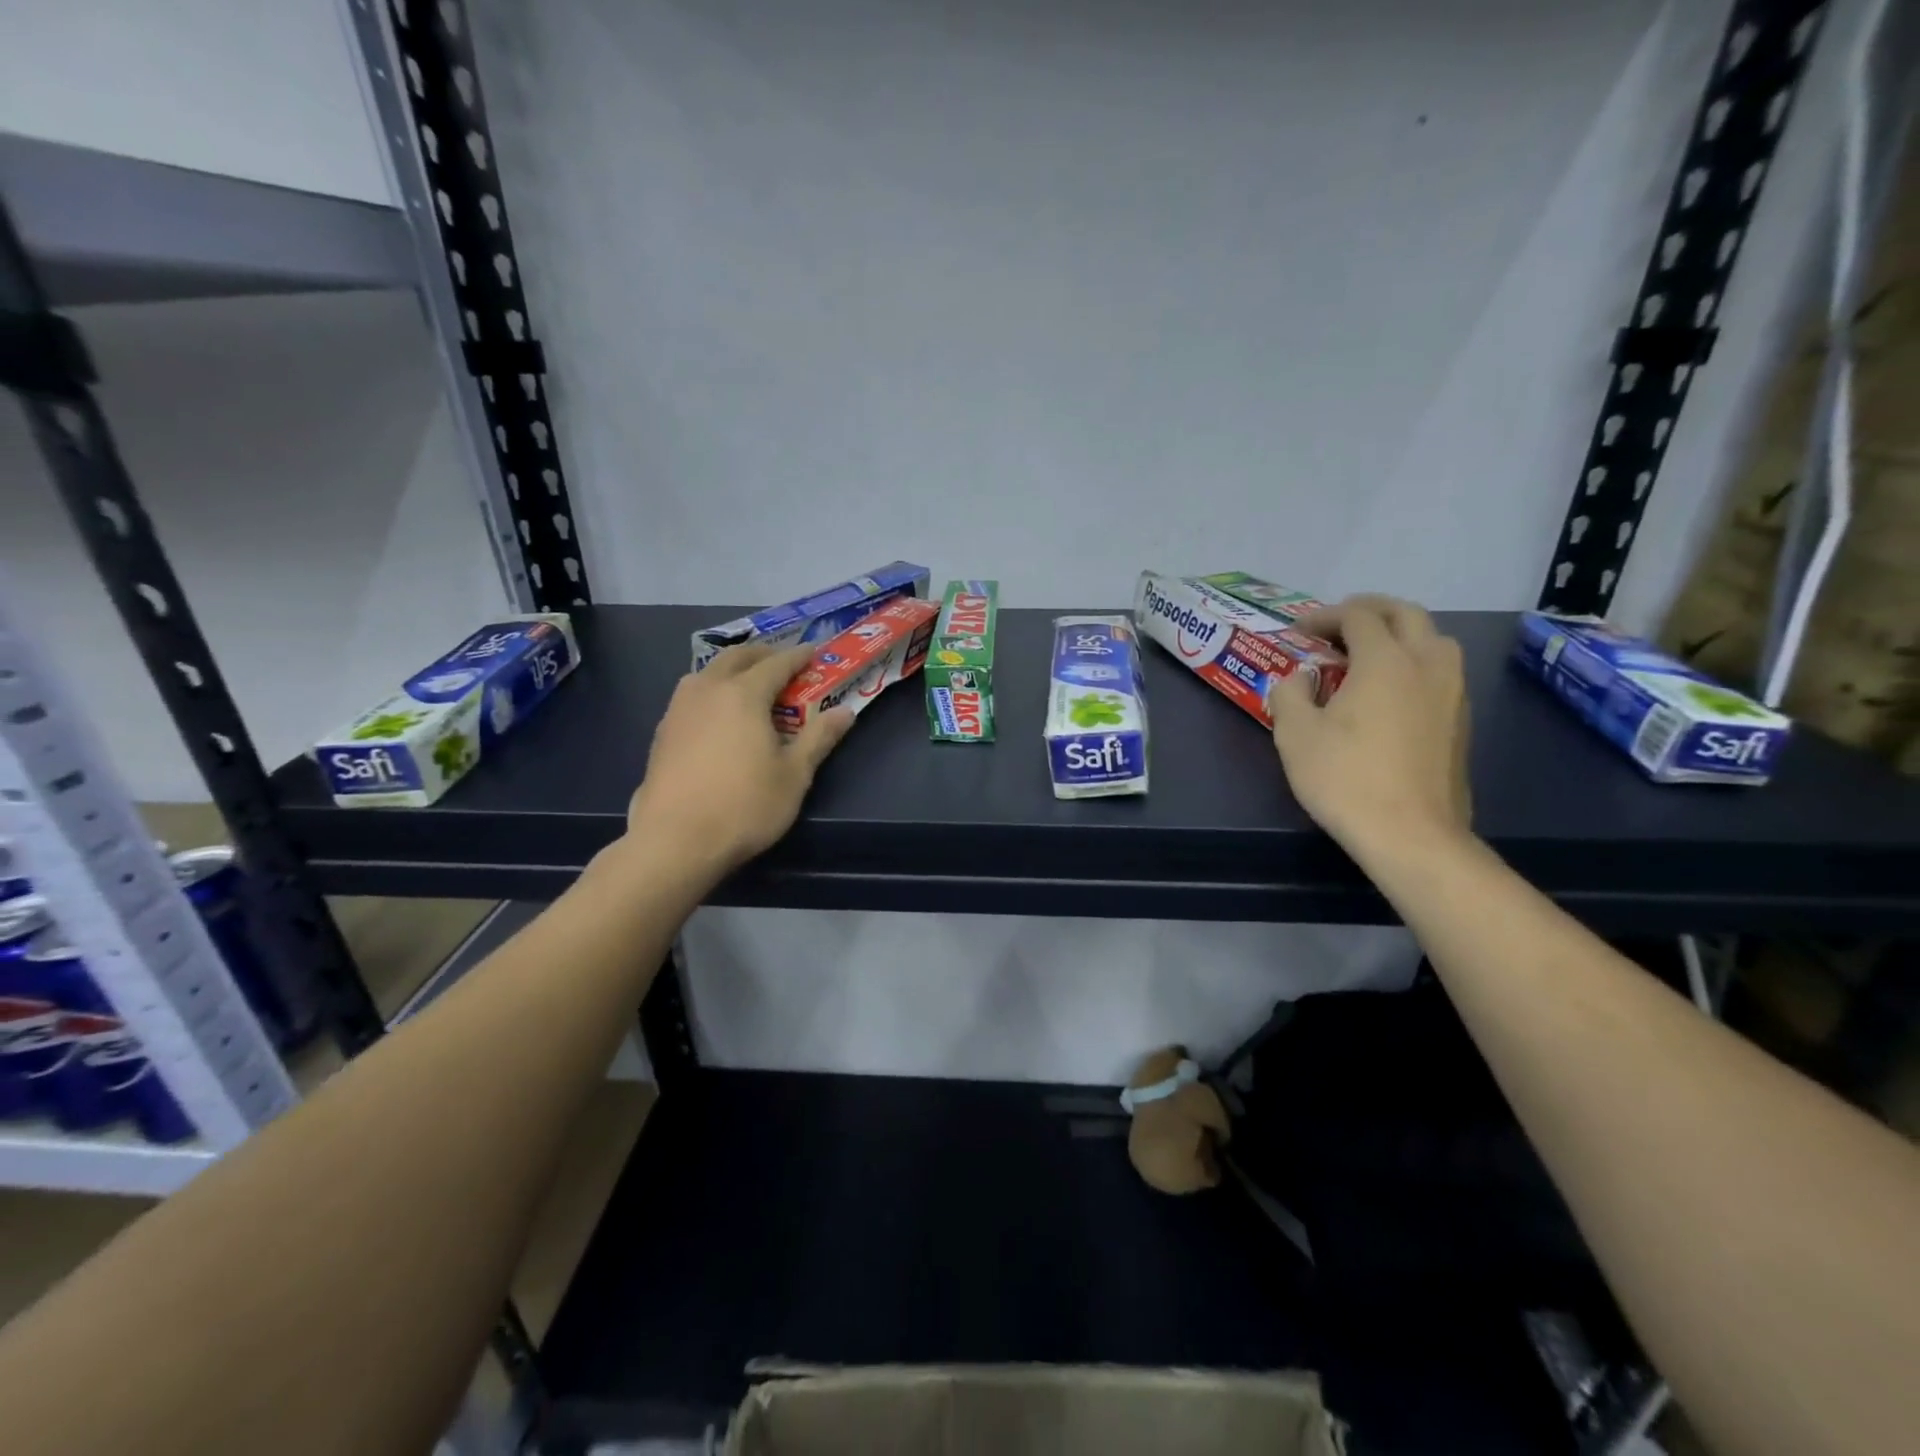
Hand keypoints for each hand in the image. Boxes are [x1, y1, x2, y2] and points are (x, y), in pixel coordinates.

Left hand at [625, 643, 855, 873]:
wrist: (674, 840)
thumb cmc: (744, 805)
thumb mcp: (794, 775)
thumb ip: (819, 738)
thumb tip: (845, 712)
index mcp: (744, 694)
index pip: (777, 663)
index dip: (799, 656)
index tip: (814, 652)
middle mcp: (708, 690)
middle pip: (737, 657)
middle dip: (764, 655)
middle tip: (784, 664)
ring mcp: (679, 709)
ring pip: (708, 672)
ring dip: (733, 669)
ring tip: (750, 685)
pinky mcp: (662, 731)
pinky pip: (692, 695)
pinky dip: (713, 691)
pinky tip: (719, 716)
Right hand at [1268, 595, 1471, 856]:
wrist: (1410, 834)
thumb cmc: (1345, 779)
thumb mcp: (1295, 734)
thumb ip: (1290, 693)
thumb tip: (1300, 678)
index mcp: (1385, 660)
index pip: (1358, 616)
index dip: (1326, 616)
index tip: (1299, 630)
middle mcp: (1427, 664)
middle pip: (1406, 614)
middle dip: (1370, 610)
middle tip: (1339, 624)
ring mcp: (1452, 692)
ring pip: (1433, 639)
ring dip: (1400, 633)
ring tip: (1369, 653)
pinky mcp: (1461, 720)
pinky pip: (1440, 670)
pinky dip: (1414, 662)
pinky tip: (1392, 690)